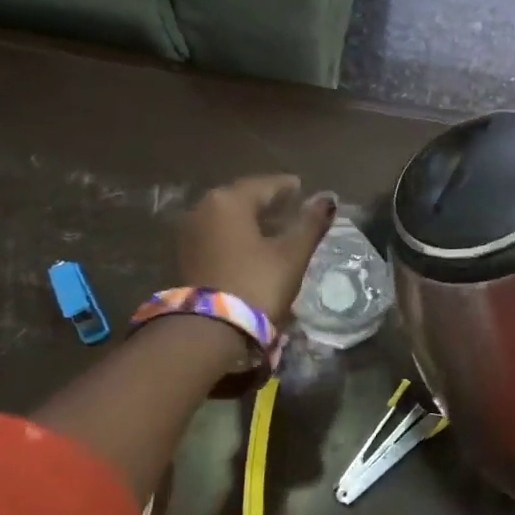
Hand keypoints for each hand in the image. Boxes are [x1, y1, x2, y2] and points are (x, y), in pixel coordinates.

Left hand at [174, 175, 335, 324]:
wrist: (211, 329)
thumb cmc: (257, 283)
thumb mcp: (291, 253)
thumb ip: (310, 223)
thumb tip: (329, 199)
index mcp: (229, 200)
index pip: (264, 184)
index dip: (286, 186)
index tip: (302, 187)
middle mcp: (203, 208)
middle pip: (242, 197)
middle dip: (266, 200)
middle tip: (290, 205)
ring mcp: (190, 232)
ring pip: (227, 216)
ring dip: (250, 218)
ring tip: (274, 226)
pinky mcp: (186, 255)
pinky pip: (217, 233)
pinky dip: (236, 234)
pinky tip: (252, 244)